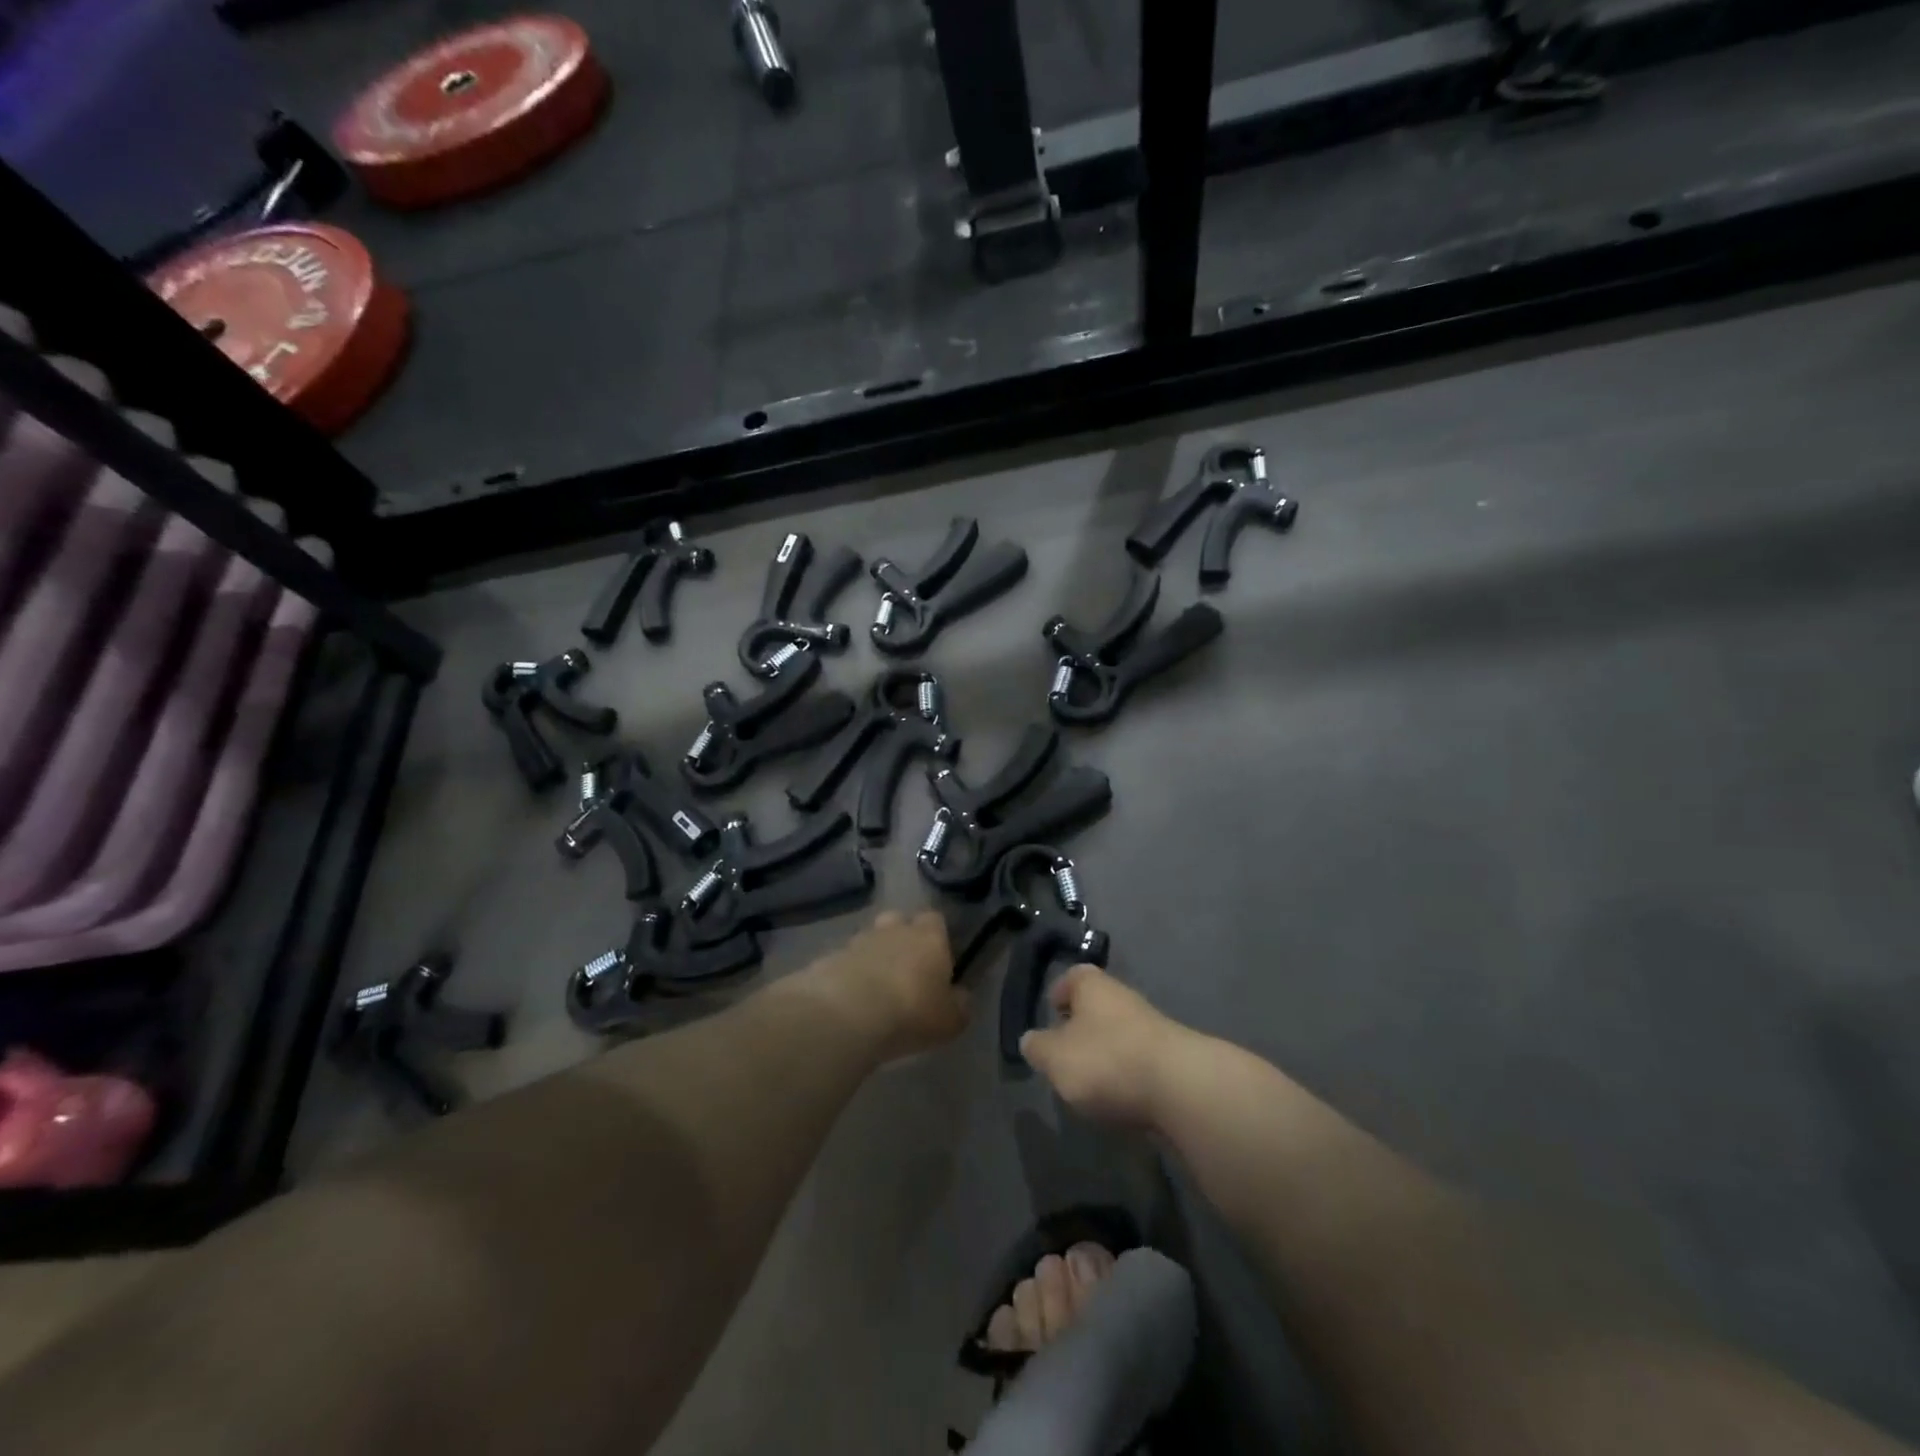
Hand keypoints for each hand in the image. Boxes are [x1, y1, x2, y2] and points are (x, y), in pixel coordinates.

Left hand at [809, 911, 968, 1061]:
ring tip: (874, 989)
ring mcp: (857, 941)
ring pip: (869, 940)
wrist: (845, 1014)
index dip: (937, 936)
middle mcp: (893, 930)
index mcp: (928, 937)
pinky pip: (844, 962)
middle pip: (898, 921)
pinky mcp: (828, 958)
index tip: (938, 959)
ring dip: (872, 957)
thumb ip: (960, 1005)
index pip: (935, 919)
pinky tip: (849, 1001)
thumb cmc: (909, 1013)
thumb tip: (961, 996)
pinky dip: (848, 975)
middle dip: (901, 938)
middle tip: (905, 970)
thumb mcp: (950, 1020)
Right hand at [1019, 966, 1188, 1129]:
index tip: (1050, 1014)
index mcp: (1092, 985)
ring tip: (1089, 1083)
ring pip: (1117, 1033)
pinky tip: (1120, 1097)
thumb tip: (1031, 1040)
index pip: (1072, 977)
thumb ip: (1037, 1048)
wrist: (1181, 1088)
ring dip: (1104, 1053)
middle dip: (1080, 1028)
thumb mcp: (1055, 1057)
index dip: (1059, 993)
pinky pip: (1138, 1060)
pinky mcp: (1171, 1058)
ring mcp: (1151, 1026)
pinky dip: (1126, 1074)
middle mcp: (1122, 996)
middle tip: (1064, 1056)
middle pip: (1096, 1006)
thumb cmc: (1107, 1060)